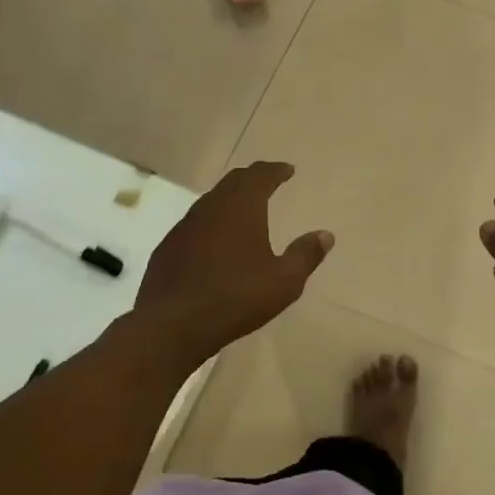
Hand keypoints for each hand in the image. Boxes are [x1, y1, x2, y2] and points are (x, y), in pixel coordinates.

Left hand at [136, 162, 333, 356]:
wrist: (171, 324)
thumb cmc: (235, 298)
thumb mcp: (284, 281)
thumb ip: (305, 255)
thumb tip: (325, 235)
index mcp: (241, 208)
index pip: (260, 175)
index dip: (276, 170)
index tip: (288, 170)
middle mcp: (211, 208)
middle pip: (233, 182)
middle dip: (253, 178)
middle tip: (267, 182)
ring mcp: (184, 227)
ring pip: (211, 201)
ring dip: (230, 200)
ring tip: (244, 210)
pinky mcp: (168, 248)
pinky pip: (195, 224)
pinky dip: (211, 222)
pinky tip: (215, 242)